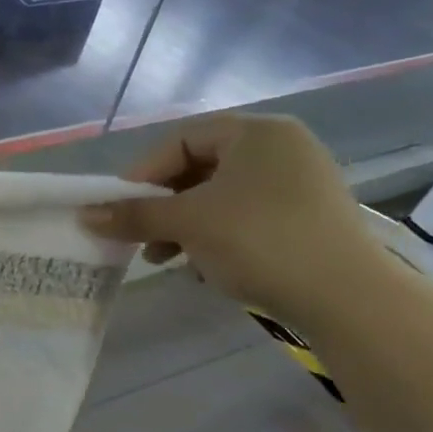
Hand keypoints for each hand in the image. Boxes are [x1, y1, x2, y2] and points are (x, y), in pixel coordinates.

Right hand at [81, 114, 385, 333]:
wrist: (348, 298)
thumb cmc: (259, 241)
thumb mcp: (187, 223)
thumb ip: (134, 214)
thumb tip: (84, 215)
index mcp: (256, 133)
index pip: (180, 140)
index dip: (143, 173)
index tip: (120, 207)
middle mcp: (282, 148)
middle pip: (198, 168)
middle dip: (162, 205)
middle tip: (139, 235)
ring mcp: (300, 183)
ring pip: (220, 197)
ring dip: (183, 225)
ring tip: (164, 258)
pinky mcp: (308, 218)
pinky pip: (246, 216)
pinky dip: (216, 236)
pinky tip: (202, 267)